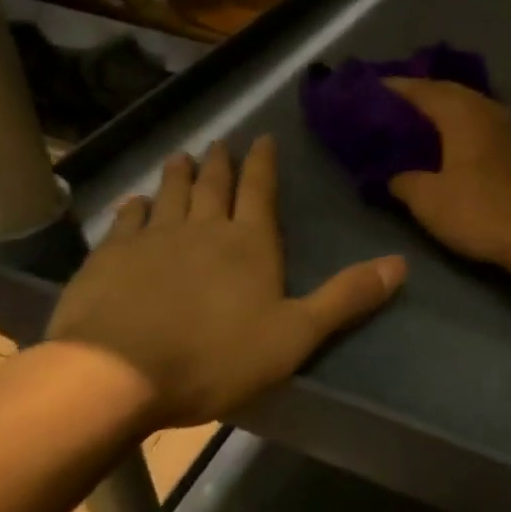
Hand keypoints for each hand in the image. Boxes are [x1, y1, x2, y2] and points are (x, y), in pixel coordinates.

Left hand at [49, 136, 404, 427]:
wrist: (115, 374)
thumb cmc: (216, 355)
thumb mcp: (297, 334)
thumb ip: (347, 297)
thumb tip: (401, 263)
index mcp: (250, 243)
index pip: (260, 192)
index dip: (263, 164)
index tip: (261, 138)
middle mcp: (202, 229)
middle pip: (214, 187)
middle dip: (220, 163)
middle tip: (220, 143)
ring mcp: (151, 240)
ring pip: (169, 196)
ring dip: (178, 175)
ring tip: (181, 157)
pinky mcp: (109, 259)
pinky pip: (126, 221)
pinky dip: (134, 207)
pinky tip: (134, 202)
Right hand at [383, 79, 510, 265]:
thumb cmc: (484, 212)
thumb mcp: (429, 202)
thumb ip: (404, 182)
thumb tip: (395, 176)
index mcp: (463, 113)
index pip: (422, 89)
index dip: (395, 89)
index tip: (371, 91)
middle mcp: (493, 110)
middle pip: (453, 92)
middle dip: (425, 96)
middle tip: (398, 108)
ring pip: (478, 110)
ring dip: (453, 113)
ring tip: (430, 127)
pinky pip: (494, 130)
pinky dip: (474, 132)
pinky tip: (468, 149)